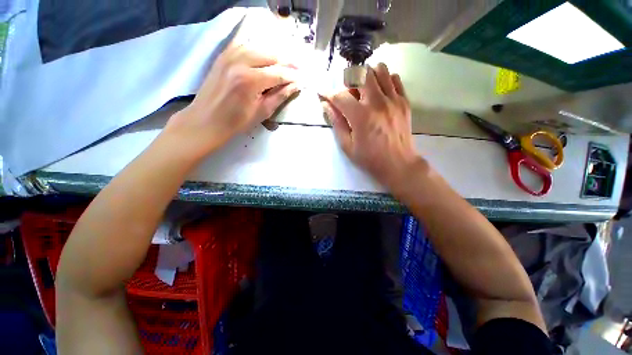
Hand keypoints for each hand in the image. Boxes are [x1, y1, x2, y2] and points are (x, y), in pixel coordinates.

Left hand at [163, 39, 299, 159]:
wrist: (207, 120)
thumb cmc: (236, 122)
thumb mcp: (262, 112)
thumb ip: (279, 96)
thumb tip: (295, 86)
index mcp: (250, 80)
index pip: (278, 73)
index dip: (292, 75)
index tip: (302, 78)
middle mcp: (239, 62)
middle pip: (270, 55)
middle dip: (286, 62)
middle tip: (298, 68)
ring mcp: (229, 56)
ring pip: (258, 48)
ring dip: (274, 55)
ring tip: (285, 63)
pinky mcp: (223, 56)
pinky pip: (244, 46)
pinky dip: (258, 51)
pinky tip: (265, 57)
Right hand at [323, 63, 421, 188]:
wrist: (398, 164)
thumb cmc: (370, 158)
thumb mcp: (347, 146)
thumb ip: (336, 124)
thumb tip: (326, 105)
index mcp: (361, 117)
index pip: (340, 96)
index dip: (328, 93)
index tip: (322, 93)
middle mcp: (378, 103)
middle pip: (361, 74)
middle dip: (349, 80)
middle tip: (347, 93)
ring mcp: (393, 100)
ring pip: (380, 69)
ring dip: (368, 76)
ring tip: (364, 90)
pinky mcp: (404, 101)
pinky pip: (395, 78)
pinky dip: (384, 80)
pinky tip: (380, 93)